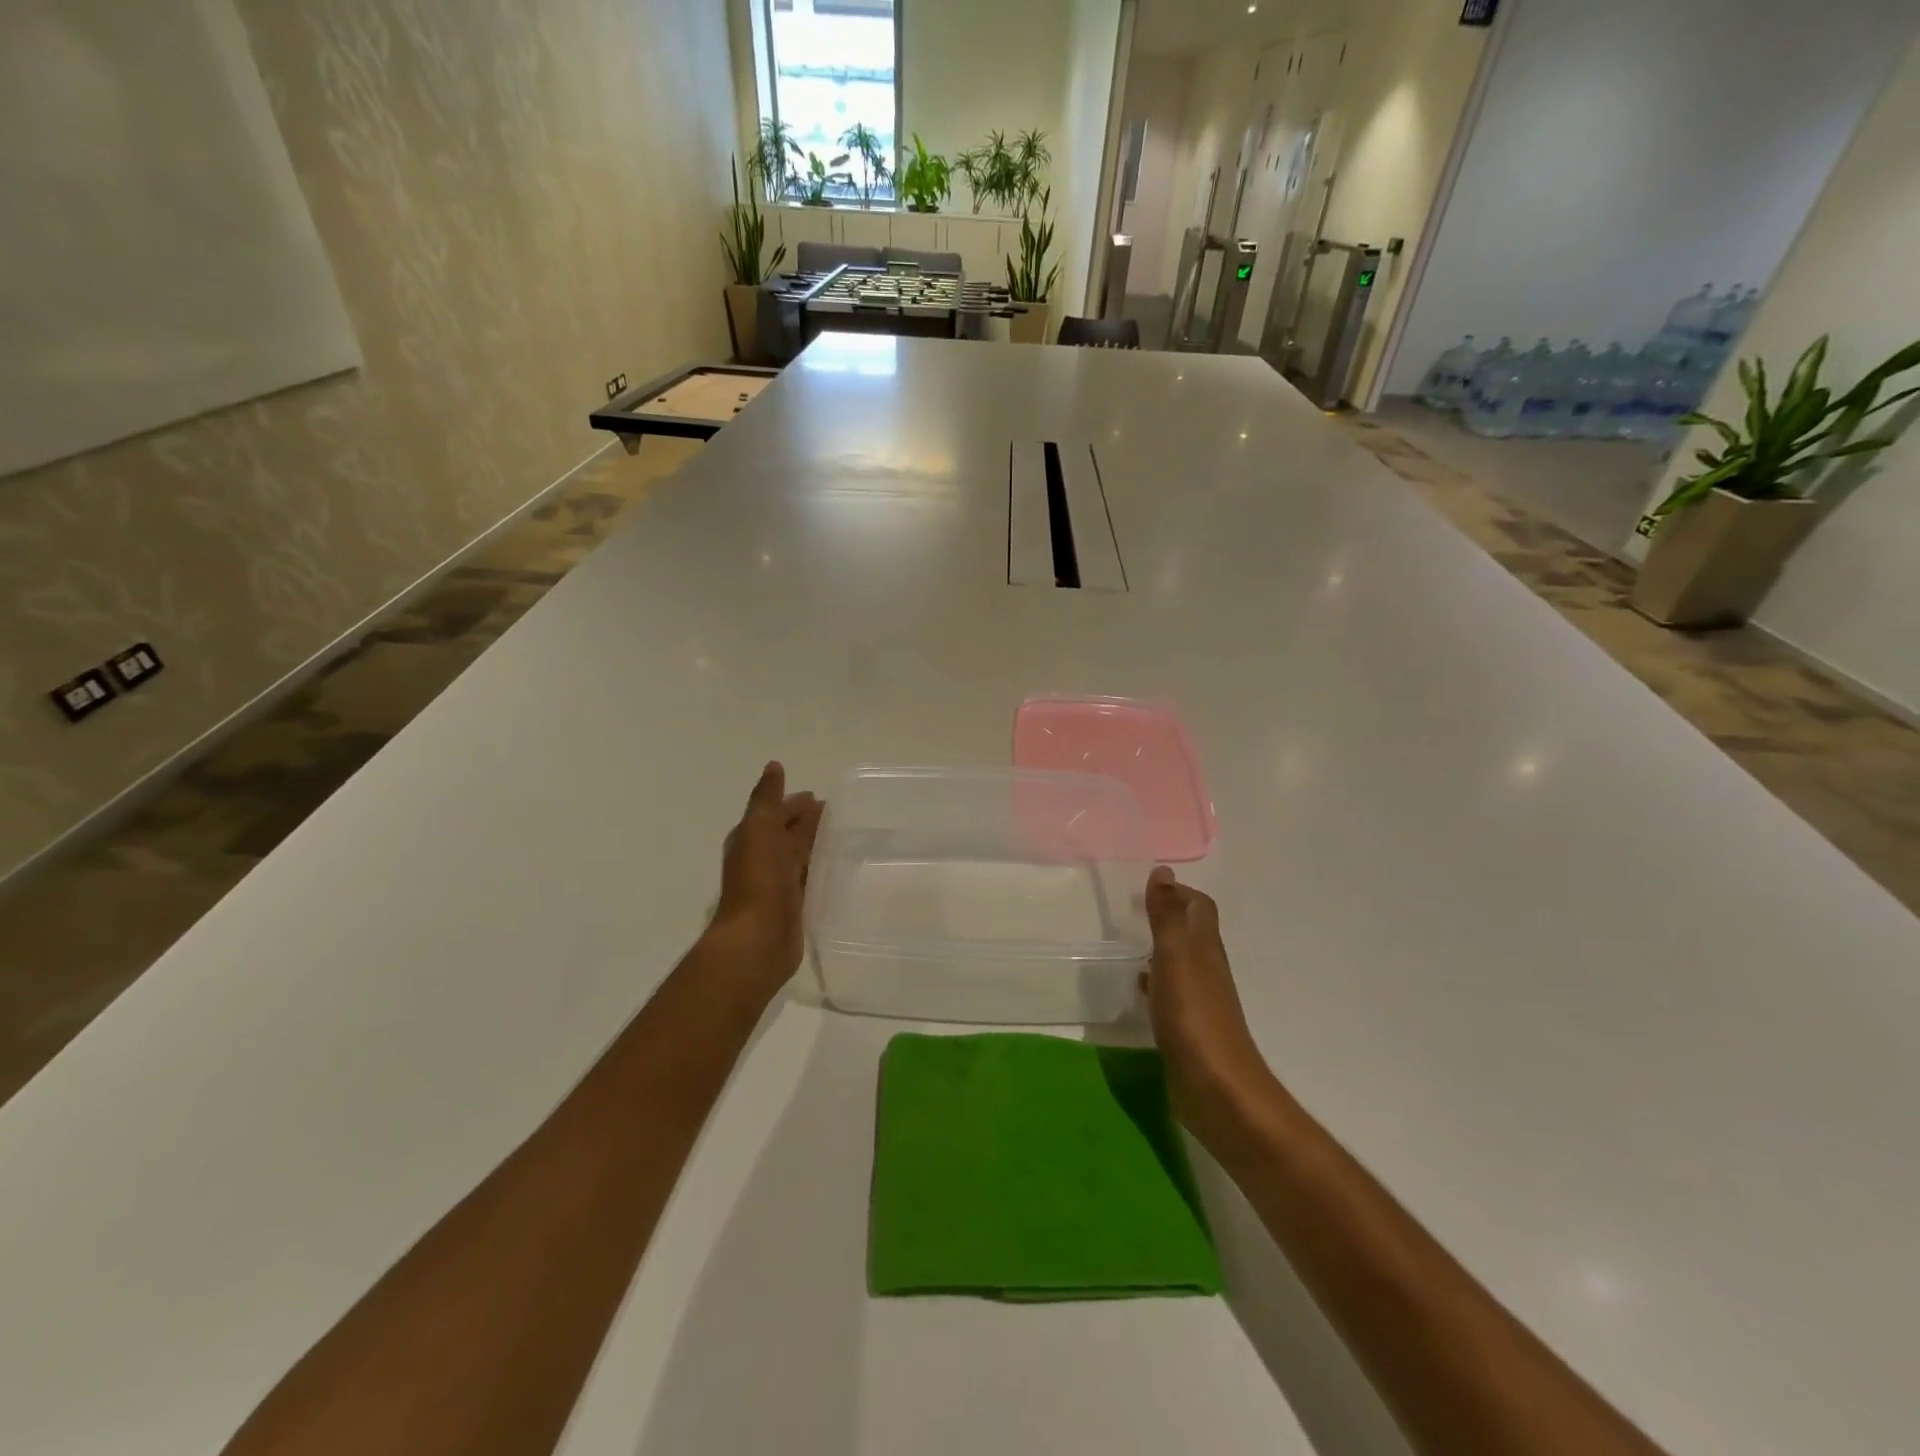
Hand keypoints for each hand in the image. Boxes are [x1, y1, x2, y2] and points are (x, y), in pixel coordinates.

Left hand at [709, 762, 824, 995]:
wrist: (757, 939)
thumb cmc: (758, 880)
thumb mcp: (759, 829)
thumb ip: (766, 798)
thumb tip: (774, 766)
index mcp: (752, 839)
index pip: (776, 813)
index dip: (795, 804)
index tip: (820, 797)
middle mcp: (763, 859)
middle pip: (789, 834)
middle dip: (809, 822)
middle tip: (839, 813)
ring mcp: (778, 884)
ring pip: (801, 856)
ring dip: (817, 845)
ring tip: (846, 836)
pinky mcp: (794, 906)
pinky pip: (810, 879)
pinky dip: (821, 869)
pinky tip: (839, 867)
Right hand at [1141, 866, 1274, 1147]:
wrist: (1217, 1090)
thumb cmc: (1194, 1016)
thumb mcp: (1175, 957)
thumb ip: (1167, 915)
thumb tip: (1164, 871)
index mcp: (1205, 948)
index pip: (1199, 907)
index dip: (1179, 892)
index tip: (1147, 888)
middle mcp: (1207, 970)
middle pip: (1191, 933)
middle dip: (1167, 917)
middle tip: (1132, 912)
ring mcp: (1199, 1001)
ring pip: (1180, 963)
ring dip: (1159, 949)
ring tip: (1127, 945)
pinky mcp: (1188, 1028)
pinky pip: (1170, 994)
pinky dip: (1154, 983)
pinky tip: (1137, 991)